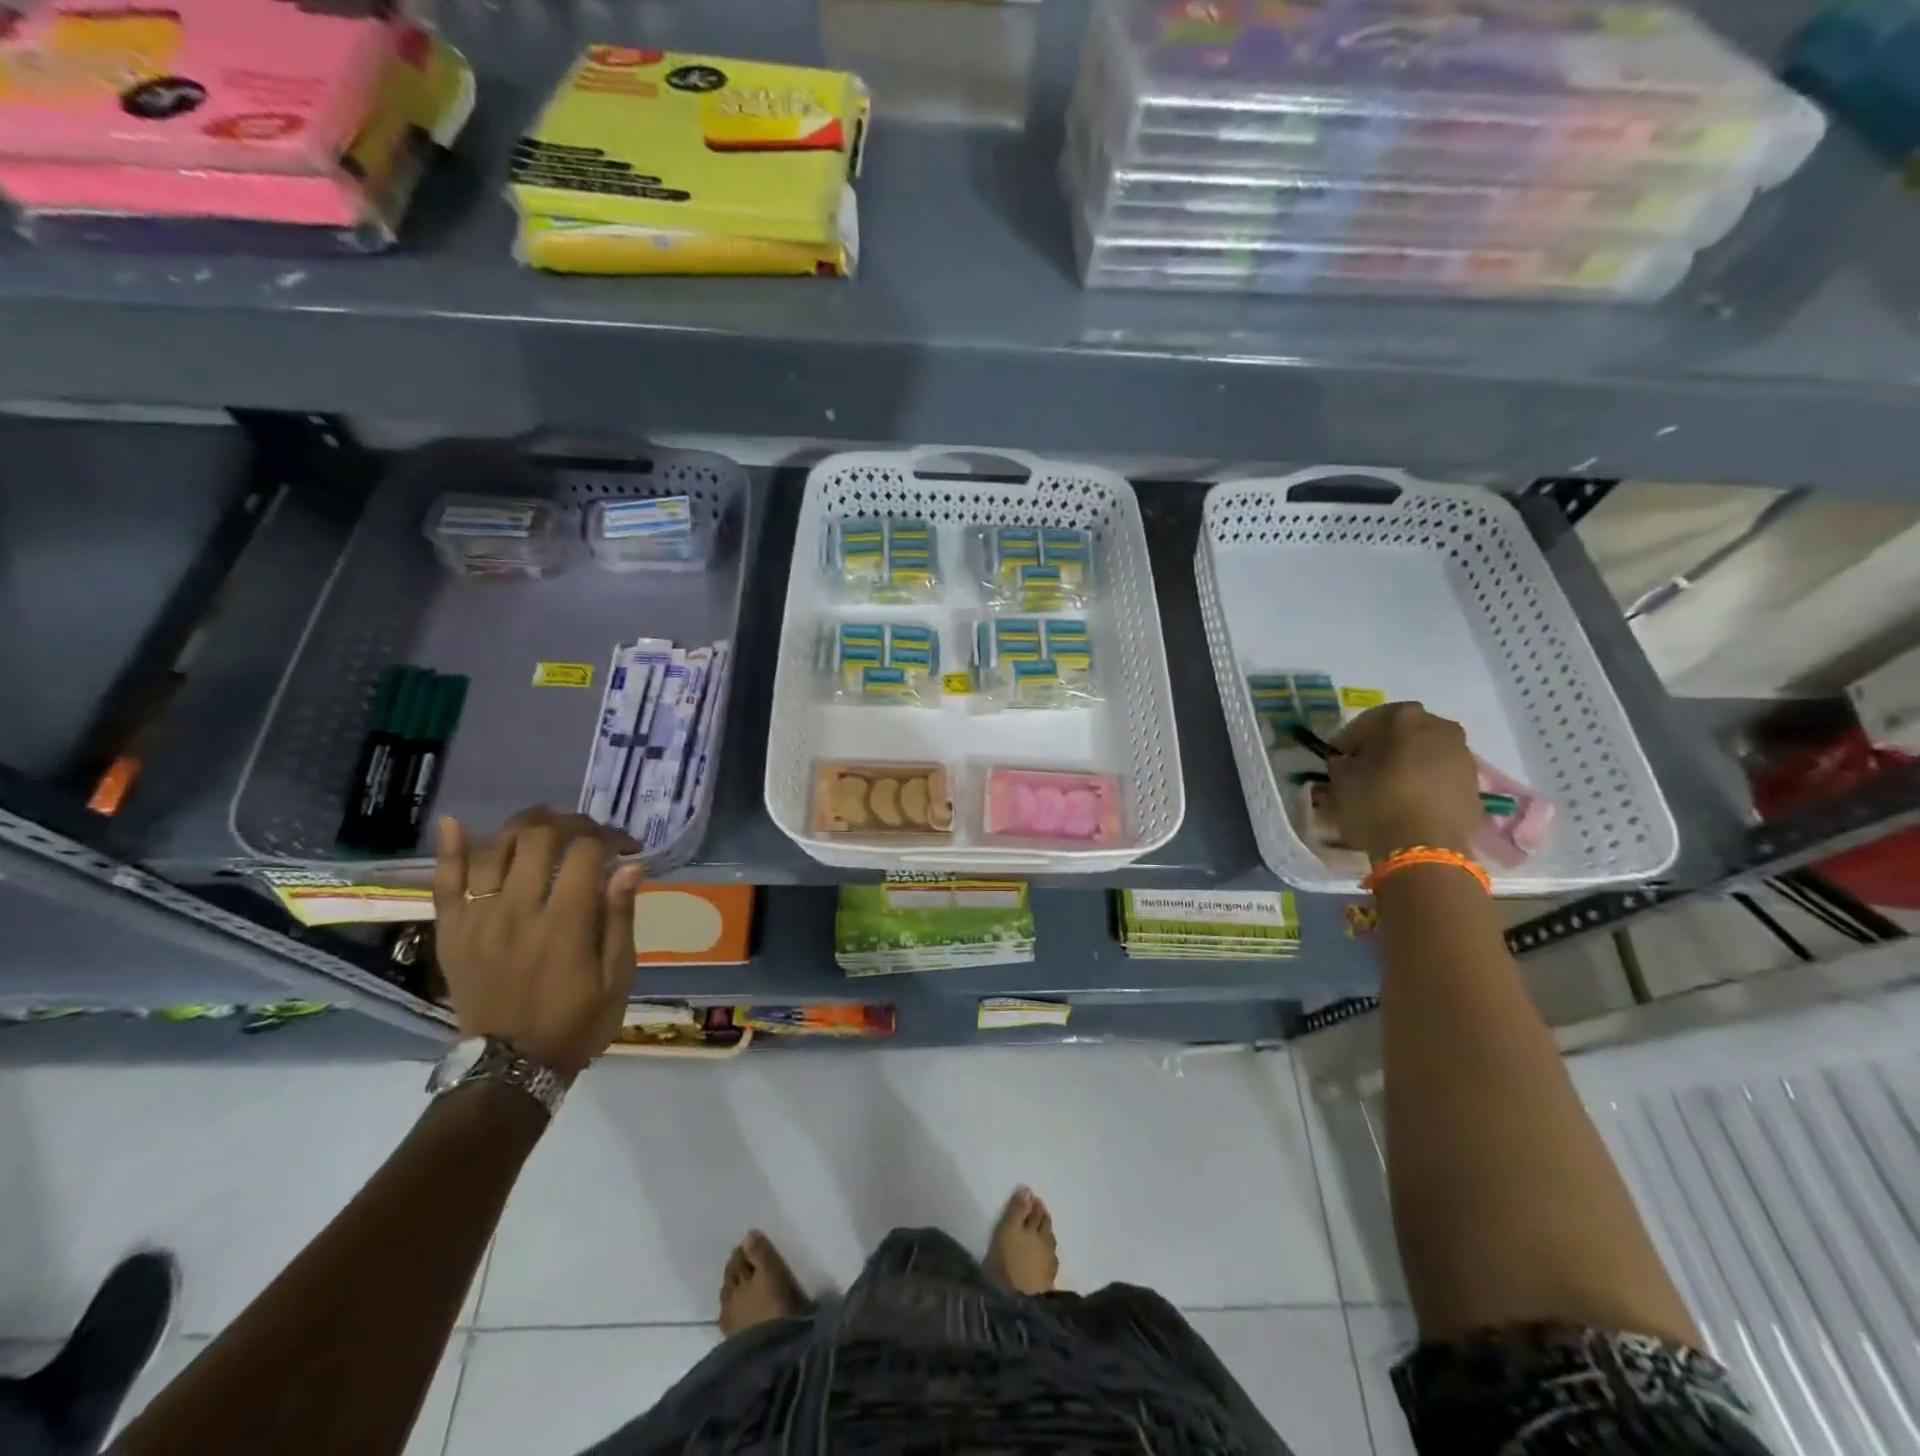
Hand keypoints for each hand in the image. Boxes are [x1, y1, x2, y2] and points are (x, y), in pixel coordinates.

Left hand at [432, 808, 642, 1077]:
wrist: (509, 1068)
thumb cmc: (576, 1022)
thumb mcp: (617, 976)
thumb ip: (620, 918)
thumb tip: (631, 865)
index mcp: (565, 923)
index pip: (587, 854)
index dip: (611, 838)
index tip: (626, 848)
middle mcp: (518, 911)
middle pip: (539, 838)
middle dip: (571, 823)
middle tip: (589, 833)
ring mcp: (479, 919)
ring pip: (494, 849)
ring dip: (523, 825)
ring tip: (546, 824)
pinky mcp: (452, 932)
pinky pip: (443, 883)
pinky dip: (447, 850)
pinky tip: (454, 823)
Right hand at [1326, 702, 1483, 863]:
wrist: (1425, 848)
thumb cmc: (1376, 804)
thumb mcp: (1342, 781)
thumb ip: (1342, 764)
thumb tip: (1347, 762)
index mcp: (1403, 718)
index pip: (1366, 722)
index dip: (1348, 741)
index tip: (1338, 758)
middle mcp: (1439, 726)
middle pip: (1402, 732)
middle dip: (1382, 747)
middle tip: (1364, 769)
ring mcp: (1463, 754)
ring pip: (1426, 751)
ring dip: (1407, 762)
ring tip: (1389, 787)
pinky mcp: (1474, 782)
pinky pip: (1441, 773)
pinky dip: (1426, 780)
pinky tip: (1410, 801)